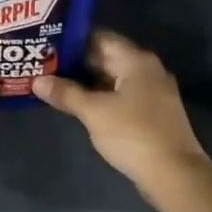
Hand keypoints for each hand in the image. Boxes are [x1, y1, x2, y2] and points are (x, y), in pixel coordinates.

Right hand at [33, 30, 208, 187]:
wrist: (174, 174)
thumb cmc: (133, 134)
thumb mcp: (94, 112)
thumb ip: (65, 93)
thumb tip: (37, 81)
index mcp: (136, 61)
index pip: (99, 37)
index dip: (72, 39)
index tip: (46, 42)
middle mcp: (146, 70)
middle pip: (106, 57)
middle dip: (75, 62)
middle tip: (43, 63)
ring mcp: (151, 92)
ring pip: (112, 78)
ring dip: (86, 81)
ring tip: (53, 82)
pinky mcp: (151, 113)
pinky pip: (120, 95)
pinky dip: (99, 96)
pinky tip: (77, 103)